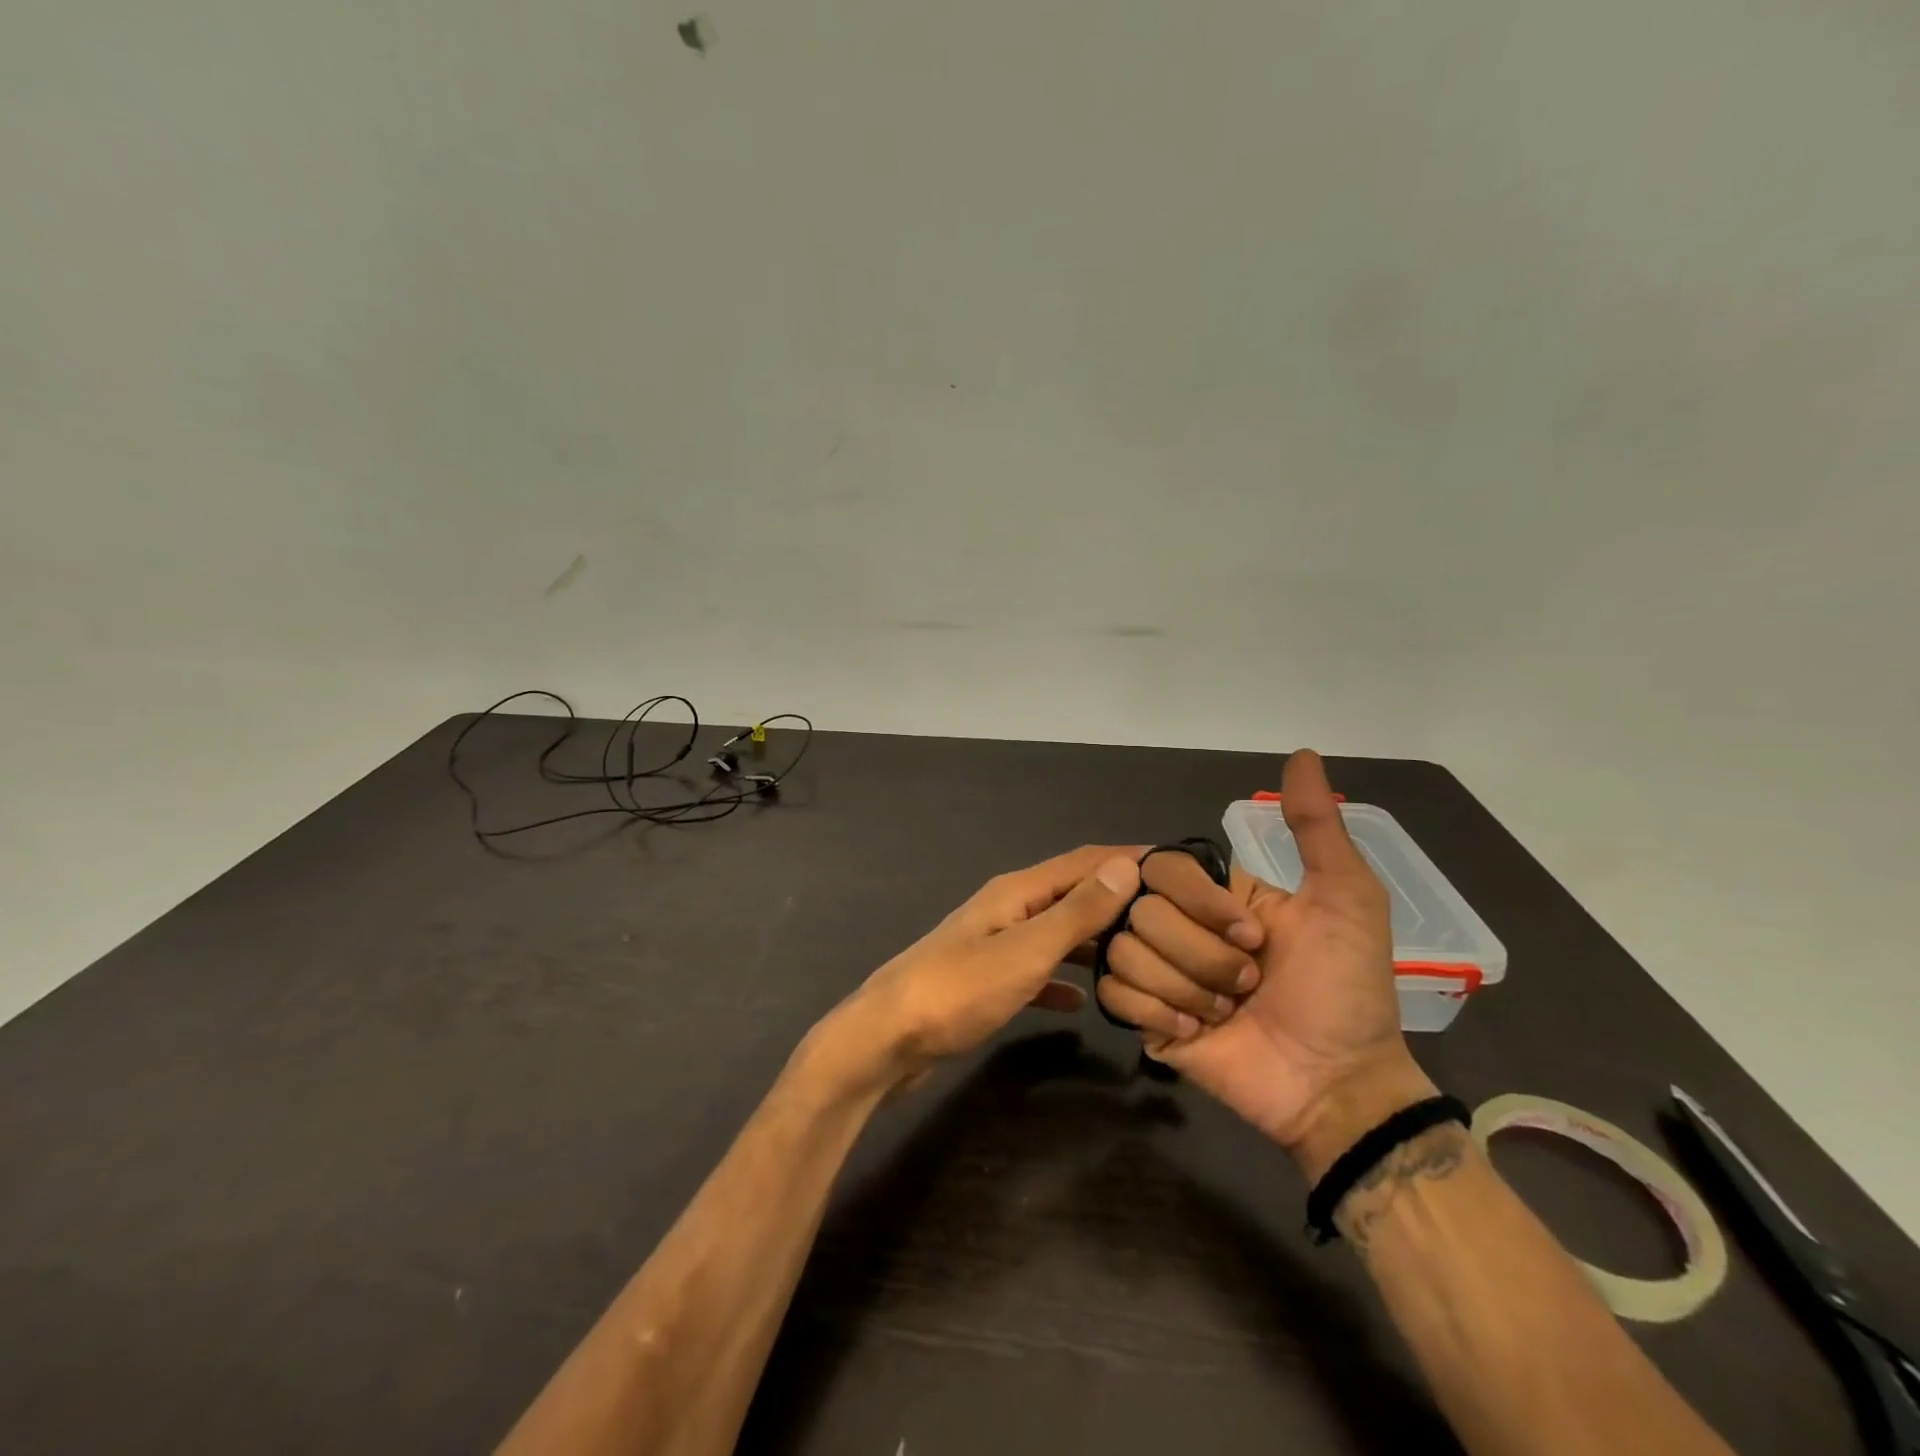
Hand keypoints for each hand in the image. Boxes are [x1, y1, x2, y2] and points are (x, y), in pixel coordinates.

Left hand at [813, 846, 1142, 1095]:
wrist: (887, 1040)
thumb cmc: (957, 991)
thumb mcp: (1025, 951)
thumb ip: (1075, 912)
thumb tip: (1126, 866)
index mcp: (1017, 892)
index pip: (1083, 861)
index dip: (1128, 858)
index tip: (1178, 866)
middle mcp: (1008, 909)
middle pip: (1072, 893)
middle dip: (1118, 899)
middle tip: (1171, 918)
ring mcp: (995, 945)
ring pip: (1057, 933)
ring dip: (1095, 939)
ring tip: (1141, 955)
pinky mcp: (987, 980)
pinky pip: (1037, 970)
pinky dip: (1063, 978)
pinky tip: (1085, 1000)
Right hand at [1095, 751, 1434, 1177]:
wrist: (1335, 1084)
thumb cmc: (1345, 990)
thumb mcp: (1345, 899)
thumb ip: (1315, 828)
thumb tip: (1304, 752)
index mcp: (1216, 895)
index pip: (1164, 867)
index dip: (1202, 903)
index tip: (1253, 937)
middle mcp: (1179, 924)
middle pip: (1141, 912)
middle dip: (1203, 957)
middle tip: (1249, 986)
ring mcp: (1157, 971)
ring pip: (1124, 950)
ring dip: (1186, 988)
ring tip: (1227, 1014)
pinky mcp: (1142, 1016)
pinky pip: (1115, 993)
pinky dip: (1159, 1012)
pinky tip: (1196, 1032)